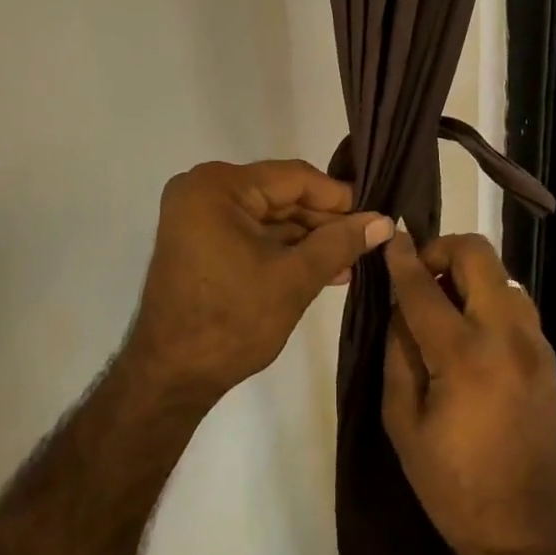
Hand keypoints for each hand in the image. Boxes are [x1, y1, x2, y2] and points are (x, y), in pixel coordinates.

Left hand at [126, 160, 391, 407]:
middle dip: (323, 222)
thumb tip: (384, 221)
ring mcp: (197, 217)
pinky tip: (321, 268)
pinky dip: (282, 249)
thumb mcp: (294, 278)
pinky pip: (250, 233)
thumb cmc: (232, 321)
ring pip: (268, 217)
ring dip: (307, 239)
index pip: (293, 177)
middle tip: (367, 241)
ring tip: (351, 261)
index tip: (375, 214)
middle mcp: (202, 190)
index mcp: (217, 186)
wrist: (171, 377)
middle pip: (280, 195)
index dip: (338, 197)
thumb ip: (340, 243)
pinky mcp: (198, 242)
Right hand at [382, 233, 555, 554]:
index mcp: (465, 356)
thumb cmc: (456, 487)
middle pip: (476, 254)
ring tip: (441, 305)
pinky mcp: (547, 353)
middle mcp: (507, 334)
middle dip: (441, 250)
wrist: (534, 532)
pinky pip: (513, 300)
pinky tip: (468, 328)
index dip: (402, 258)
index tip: (389, 237)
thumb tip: (400, 307)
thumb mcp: (404, 425)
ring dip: (466, 273)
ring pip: (499, 272)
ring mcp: (534, 341)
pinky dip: (486, 296)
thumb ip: (399, 355)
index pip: (424, 286)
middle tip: (418, 276)